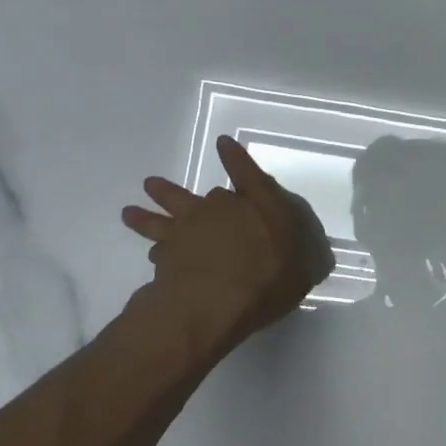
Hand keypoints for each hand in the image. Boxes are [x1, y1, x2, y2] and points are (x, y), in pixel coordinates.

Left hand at [118, 136, 332, 355]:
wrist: (214, 302)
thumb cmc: (269, 278)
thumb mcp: (304, 270)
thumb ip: (306, 259)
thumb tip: (315, 257)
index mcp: (259, 205)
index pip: (248, 173)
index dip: (236, 158)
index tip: (222, 143)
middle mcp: (220, 210)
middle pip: (200, 196)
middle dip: (179, 190)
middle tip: (154, 185)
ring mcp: (187, 232)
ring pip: (163, 216)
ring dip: (148, 212)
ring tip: (129, 210)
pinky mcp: (164, 257)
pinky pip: (157, 249)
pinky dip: (155, 251)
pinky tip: (150, 255)